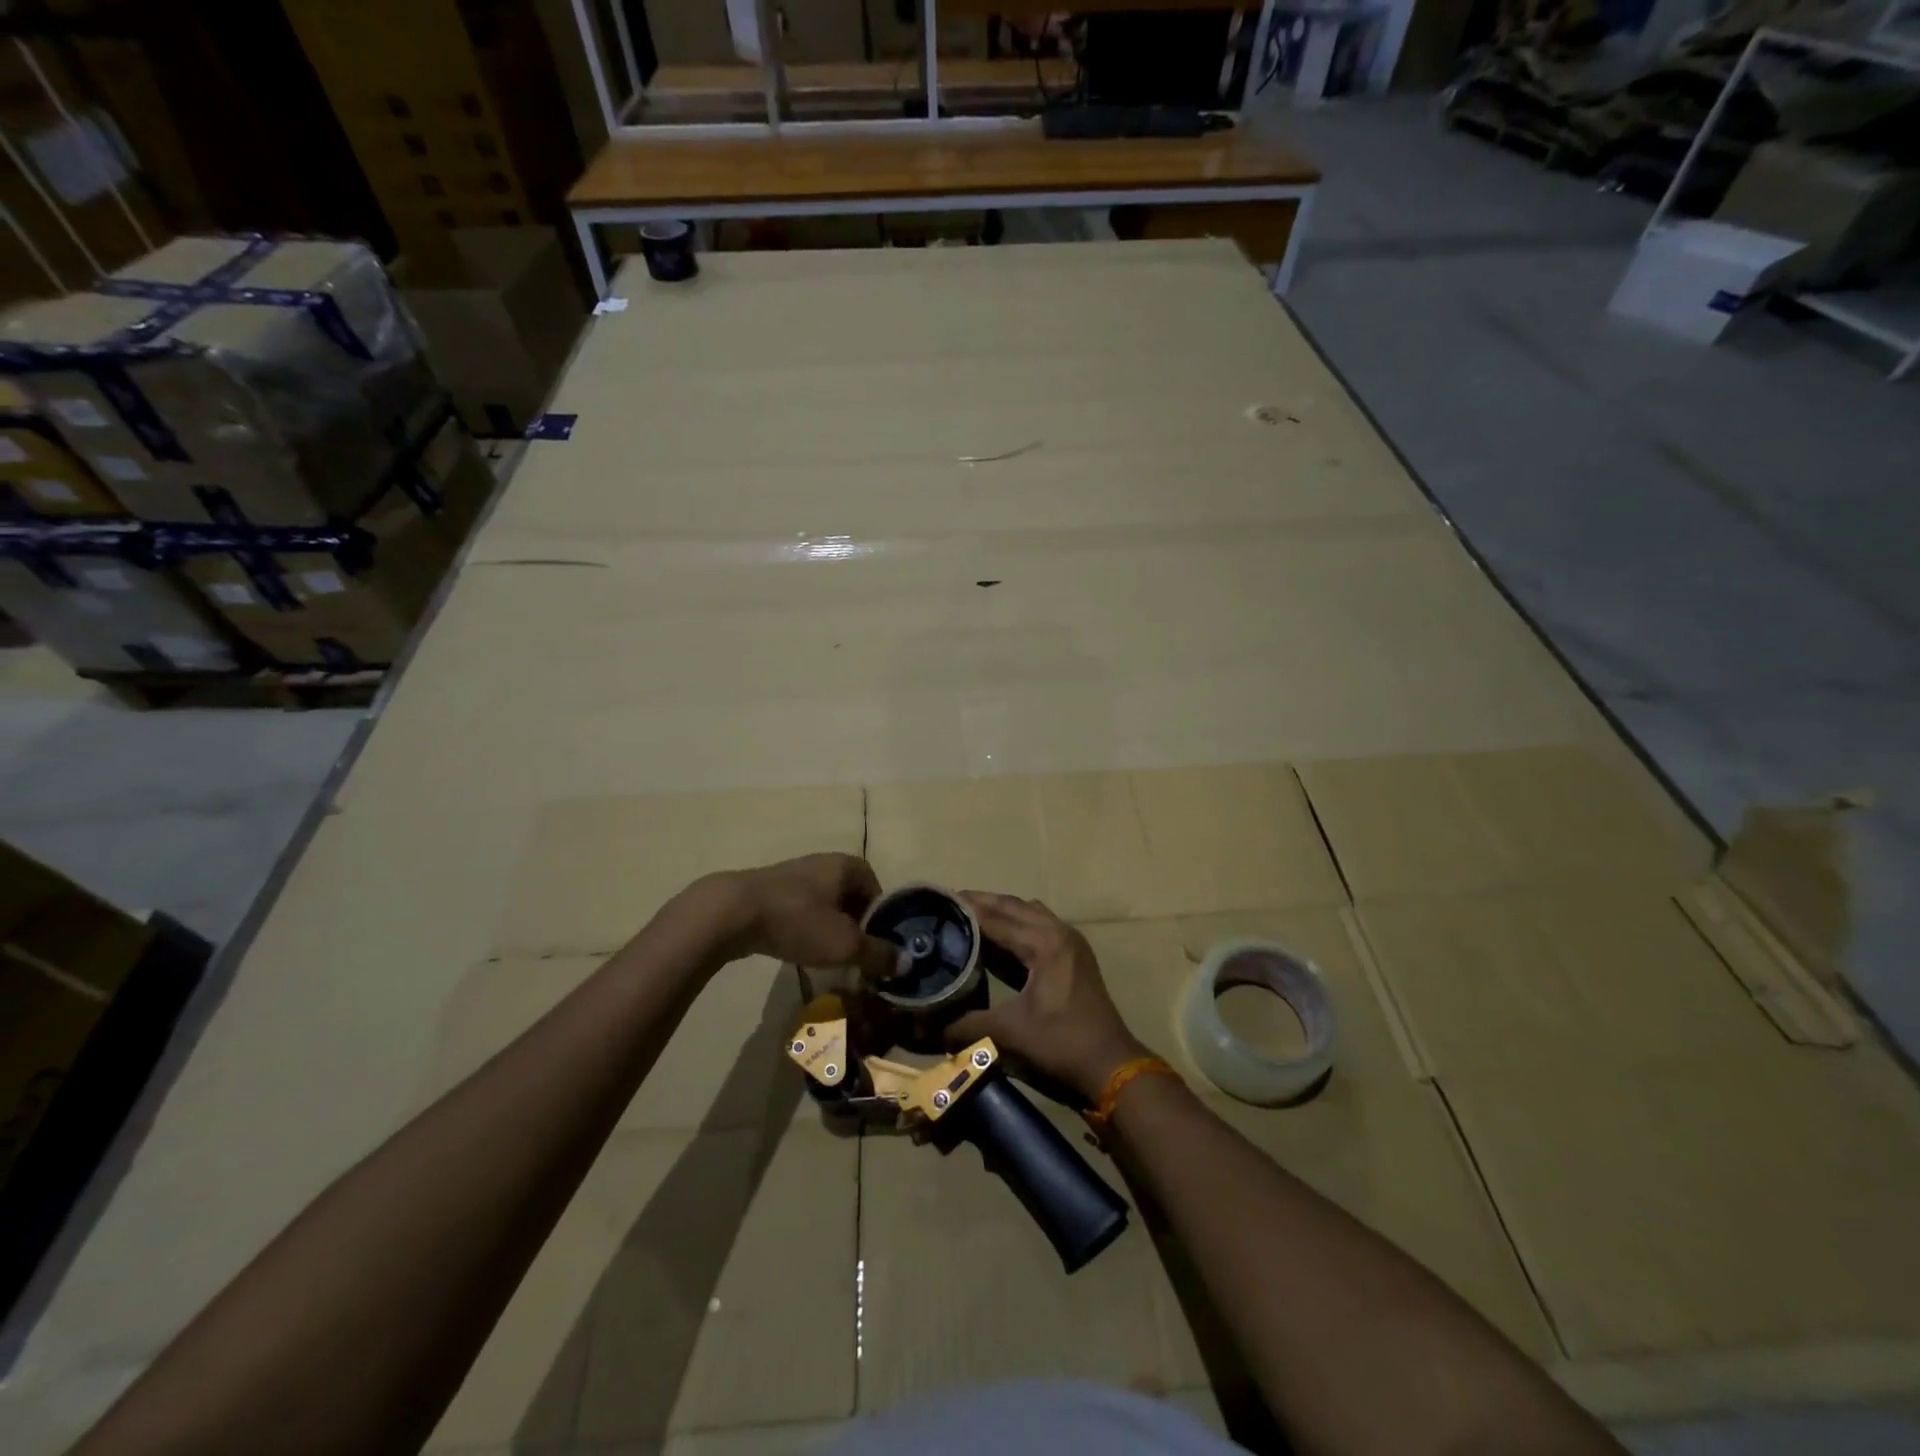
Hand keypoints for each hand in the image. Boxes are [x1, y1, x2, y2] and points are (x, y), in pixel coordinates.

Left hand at [701, 853, 898, 980]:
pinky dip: (804, 927)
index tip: (876, 946)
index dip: (880, 919)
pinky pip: (800, 909)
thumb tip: (907, 963)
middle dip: (855, 925)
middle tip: (853, 955)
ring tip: (826, 956)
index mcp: (847, 865)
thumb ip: (878, 954)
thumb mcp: (845, 944)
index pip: (877, 889)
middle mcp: (823, 862)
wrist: (732, 913)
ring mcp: (794, 874)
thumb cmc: (798, 921)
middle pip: (850, 896)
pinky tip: (797, 948)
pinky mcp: (769, 890)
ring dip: (829, 928)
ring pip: (824, 904)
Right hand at [945, 891, 1149, 1103]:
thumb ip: (965, 1026)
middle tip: (946, 905)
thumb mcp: (1009, 1034)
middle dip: (980, 903)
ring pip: (1027, 912)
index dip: (965, 909)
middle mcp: (1058, 932)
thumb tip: (926, 1028)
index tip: (935, 902)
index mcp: (1044, 943)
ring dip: (1000, 911)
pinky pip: (1039, 924)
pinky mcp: (1074, 955)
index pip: (995, 917)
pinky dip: (1017, 923)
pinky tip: (998, 938)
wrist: (1111, 1068)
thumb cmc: (1061, 1046)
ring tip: (968, 917)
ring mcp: (1070, 941)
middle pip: (1012, 906)